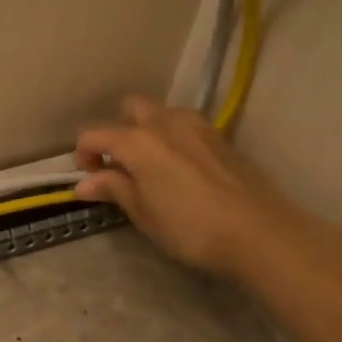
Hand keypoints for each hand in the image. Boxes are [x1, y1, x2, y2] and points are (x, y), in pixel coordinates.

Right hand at [75, 95, 306, 279]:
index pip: (94, 134)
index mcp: (137, 141)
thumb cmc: (190, 227)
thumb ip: (114, 189)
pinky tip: (180, 169)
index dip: (83, 155)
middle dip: (117, 130)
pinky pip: (186, 126)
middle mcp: (164, 122)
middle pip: (130, 109)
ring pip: (161, 113)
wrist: (259, 232)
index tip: (88, 179)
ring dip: (148, 131)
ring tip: (151, 166)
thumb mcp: (143, 213)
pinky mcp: (221, 137)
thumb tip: (85, 183)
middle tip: (119, 164)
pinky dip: (173, 139)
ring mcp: (197, 126)